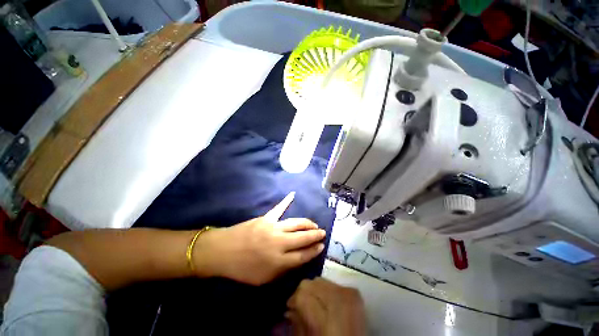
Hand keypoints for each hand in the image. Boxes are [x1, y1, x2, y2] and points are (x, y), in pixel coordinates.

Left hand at [194, 192, 325, 284]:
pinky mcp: (266, 218)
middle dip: (315, 235)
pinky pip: (278, 208)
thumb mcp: (263, 279)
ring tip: (314, 224)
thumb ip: (283, 270)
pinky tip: (292, 194)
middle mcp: (279, 243)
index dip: (314, 250)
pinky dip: (286, 201)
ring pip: (296, 223)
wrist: (222, 252)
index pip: (303, 255)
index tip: (321, 246)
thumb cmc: (242, 269)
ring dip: (307, 223)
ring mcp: (273, 228)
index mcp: (279, 261)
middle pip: (302, 238)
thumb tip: (298, 259)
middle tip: (322, 233)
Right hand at [286, 278, 365, 335]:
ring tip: (313, 304)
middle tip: (300, 306)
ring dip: (314, 291)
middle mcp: (339, 297)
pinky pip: (331, 283)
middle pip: (312, 283)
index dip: (293, 300)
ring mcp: (348, 292)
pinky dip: (325, 291)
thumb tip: (289, 309)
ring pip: (321, 280)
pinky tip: (325, 303)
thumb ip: (298, 323)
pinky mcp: (354, 291)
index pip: (303, 294)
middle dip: (303, 293)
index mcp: (327, 317)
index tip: (290, 308)